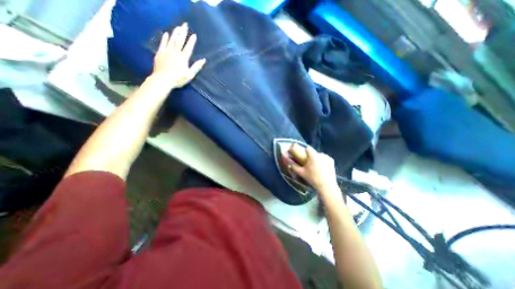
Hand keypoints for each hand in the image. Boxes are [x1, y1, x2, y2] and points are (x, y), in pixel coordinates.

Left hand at [152, 23, 206, 88]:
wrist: (163, 80)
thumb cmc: (178, 79)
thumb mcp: (190, 75)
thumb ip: (196, 67)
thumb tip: (203, 60)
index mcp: (183, 58)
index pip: (188, 47)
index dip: (191, 41)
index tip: (194, 35)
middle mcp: (175, 52)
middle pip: (179, 40)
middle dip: (183, 32)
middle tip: (185, 24)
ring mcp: (167, 52)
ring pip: (171, 40)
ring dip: (175, 33)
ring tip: (178, 27)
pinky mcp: (160, 53)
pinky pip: (163, 43)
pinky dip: (165, 38)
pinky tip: (166, 34)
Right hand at [284, 147, 340, 193]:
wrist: (327, 186)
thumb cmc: (312, 178)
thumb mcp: (301, 172)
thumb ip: (292, 165)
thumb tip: (285, 158)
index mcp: (314, 155)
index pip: (307, 148)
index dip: (303, 151)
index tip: (301, 156)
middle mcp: (321, 154)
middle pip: (313, 152)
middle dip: (309, 156)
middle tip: (306, 163)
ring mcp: (328, 157)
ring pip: (318, 155)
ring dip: (315, 158)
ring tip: (313, 166)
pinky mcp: (332, 161)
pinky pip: (324, 158)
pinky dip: (321, 161)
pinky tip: (320, 168)